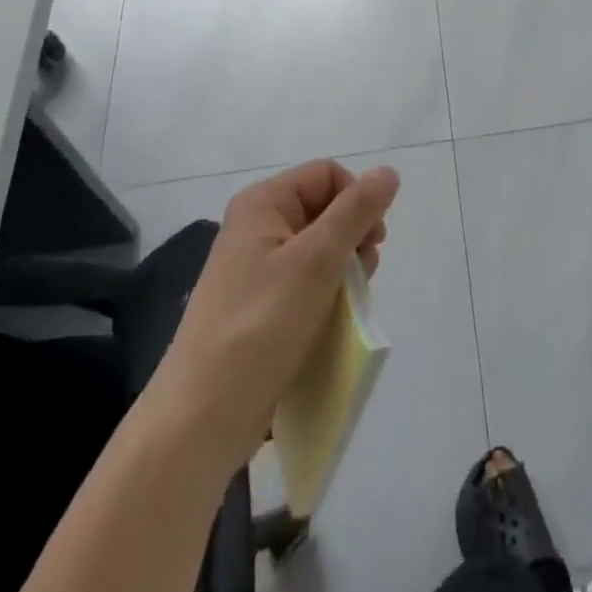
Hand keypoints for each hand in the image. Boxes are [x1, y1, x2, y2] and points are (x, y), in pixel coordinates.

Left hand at [152, 158, 400, 472]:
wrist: (202, 419)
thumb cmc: (260, 327)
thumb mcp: (316, 260)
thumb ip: (356, 211)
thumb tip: (389, 172)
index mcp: (262, 203)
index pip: (328, 175)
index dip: (357, 200)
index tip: (372, 241)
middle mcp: (257, 227)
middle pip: (326, 210)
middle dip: (353, 238)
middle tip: (362, 274)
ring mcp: (256, 269)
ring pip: (321, 250)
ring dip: (344, 271)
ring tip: (345, 304)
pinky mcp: (260, 306)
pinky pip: (307, 283)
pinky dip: (327, 295)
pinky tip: (331, 321)